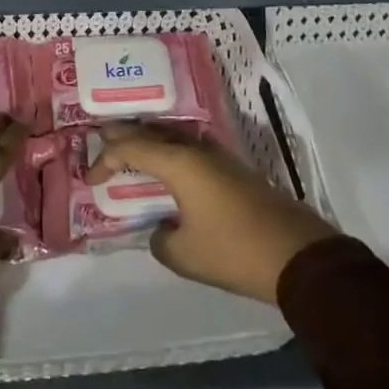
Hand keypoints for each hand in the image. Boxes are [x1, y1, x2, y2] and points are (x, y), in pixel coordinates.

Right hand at [89, 122, 337, 303]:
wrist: (297, 256)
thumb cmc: (233, 250)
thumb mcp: (183, 254)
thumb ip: (160, 239)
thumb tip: (161, 230)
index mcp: (178, 162)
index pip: (130, 148)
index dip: (106, 159)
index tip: (90, 179)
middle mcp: (196, 150)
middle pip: (152, 132)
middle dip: (124, 135)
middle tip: (100, 137)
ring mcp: (219, 157)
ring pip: (174, 138)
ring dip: (150, 141)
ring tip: (130, 148)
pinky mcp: (234, 170)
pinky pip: (191, 151)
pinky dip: (170, 154)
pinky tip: (168, 168)